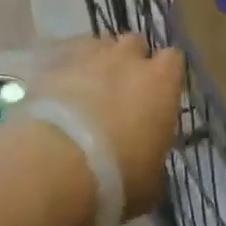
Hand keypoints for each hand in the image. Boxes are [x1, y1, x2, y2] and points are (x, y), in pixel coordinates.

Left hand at [23, 34, 183, 219]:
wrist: (53, 169)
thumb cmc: (116, 180)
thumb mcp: (151, 181)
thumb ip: (154, 157)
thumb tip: (148, 159)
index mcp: (161, 82)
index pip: (173, 60)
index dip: (165, 75)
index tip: (158, 96)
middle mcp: (128, 58)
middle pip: (135, 44)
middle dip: (130, 62)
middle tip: (122, 93)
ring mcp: (89, 56)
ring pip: (100, 46)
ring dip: (99, 63)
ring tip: (88, 92)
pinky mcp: (53, 65)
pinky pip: (67, 60)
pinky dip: (67, 74)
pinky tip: (60, 97)